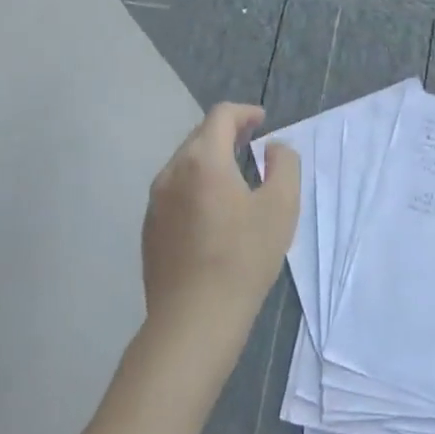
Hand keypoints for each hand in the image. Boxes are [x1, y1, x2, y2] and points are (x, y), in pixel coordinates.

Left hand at [141, 103, 300, 340]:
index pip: (220, 116)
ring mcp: (155, 202)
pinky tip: (212, 212)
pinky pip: (174, 192)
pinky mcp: (149, 230)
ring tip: (235, 176)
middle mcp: (172, 172)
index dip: (245, 112)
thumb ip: (284, 165)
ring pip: (184, 165)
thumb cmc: (243, 258)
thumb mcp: (282, 206)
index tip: (262, 121)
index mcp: (203, 160)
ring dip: (210, 160)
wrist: (193, 321)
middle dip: (227, 134)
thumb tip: (274, 148)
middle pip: (199, 137)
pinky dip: (196, 186)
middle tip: (252, 143)